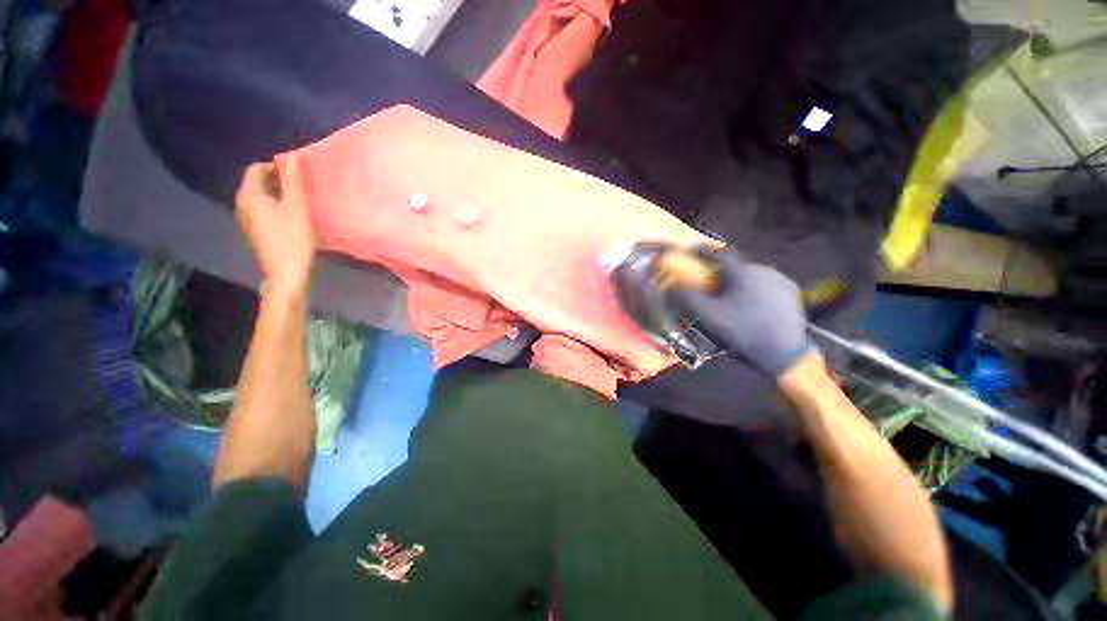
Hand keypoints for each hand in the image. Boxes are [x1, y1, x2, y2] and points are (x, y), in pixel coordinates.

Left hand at [234, 159, 315, 296]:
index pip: (256, 168)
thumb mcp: (297, 207)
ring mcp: (246, 219)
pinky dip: (274, 206)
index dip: (275, 165)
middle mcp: (241, 204)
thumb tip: (294, 156)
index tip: (297, 174)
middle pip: (256, 182)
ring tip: (298, 201)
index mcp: (249, 195)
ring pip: (259, 196)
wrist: (285, 273)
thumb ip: (294, 181)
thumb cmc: (292, 239)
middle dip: (277, 179)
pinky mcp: (254, 231)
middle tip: (301, 187)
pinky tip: (290, 217)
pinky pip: (261, 209)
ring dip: (277, 194)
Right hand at [672, 248, 813, 378]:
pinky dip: (754, 288)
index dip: (701, 251)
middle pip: (734, 264)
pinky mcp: (791, 291)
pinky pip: (766, 283)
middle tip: (709, 283)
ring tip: (731, 296)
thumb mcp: (709, 316)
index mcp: (741, 272)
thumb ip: (687, 297)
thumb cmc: (743, 331)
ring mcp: (779, 279)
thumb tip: (671, 284)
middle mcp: (762, 268)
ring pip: (750, 273)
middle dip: (719, 270)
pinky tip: (751, 302)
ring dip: (737, 280)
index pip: (716, 253)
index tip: (689, 253)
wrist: (784, 352)